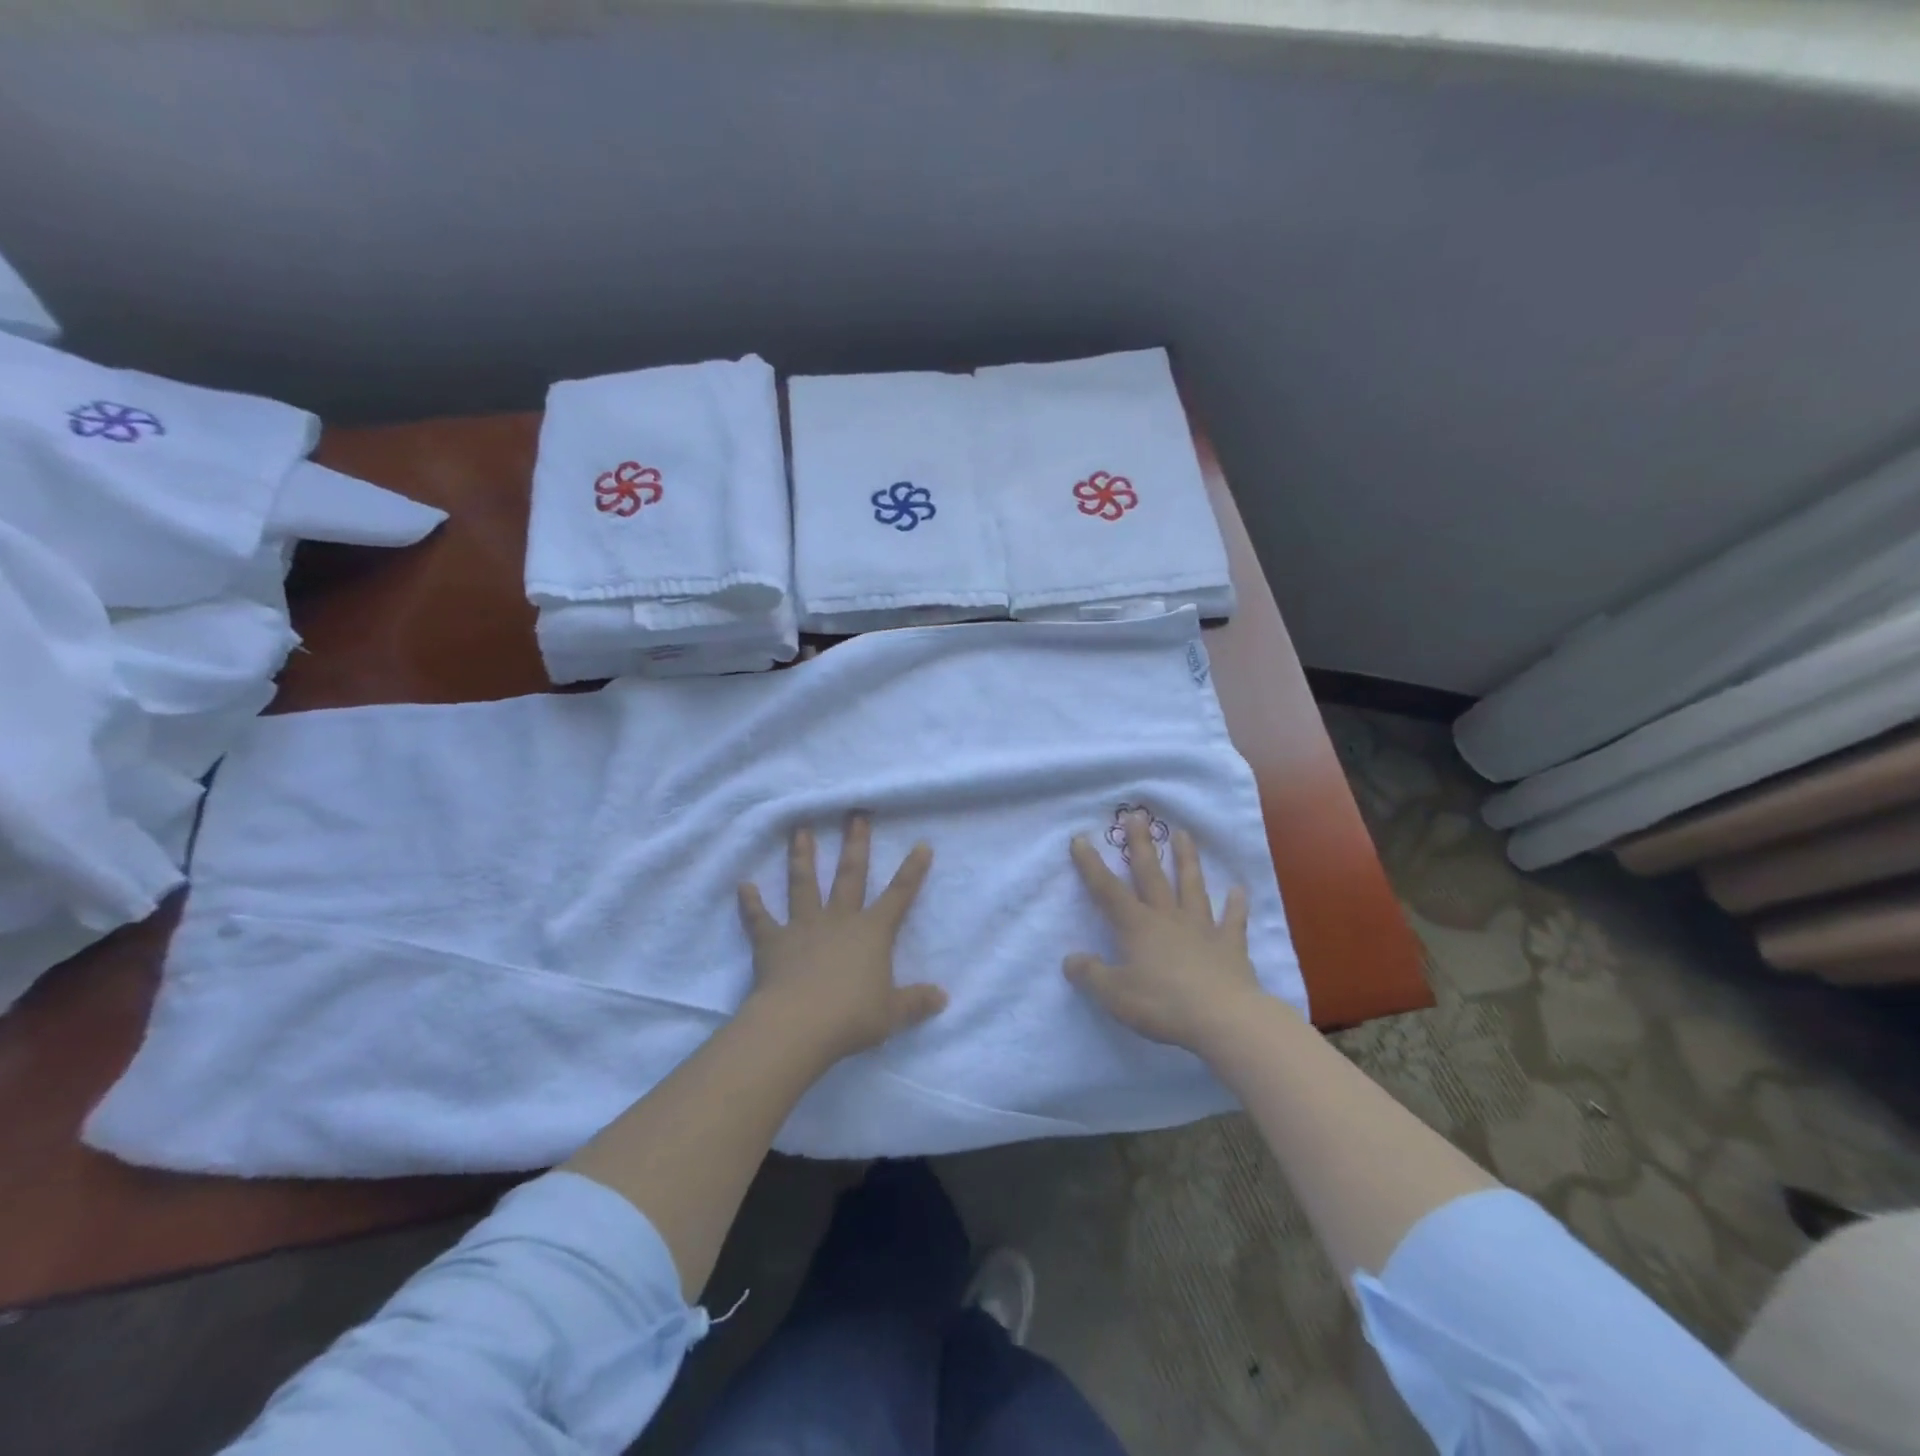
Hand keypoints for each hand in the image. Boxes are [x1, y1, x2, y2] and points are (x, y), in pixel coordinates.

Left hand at [737, 814, 946, 1063]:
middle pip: (850, 875)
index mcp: (872, 933)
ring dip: (802, 856)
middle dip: (855, 843)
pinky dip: (750, 903)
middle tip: (855, 814)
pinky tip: (743, 885)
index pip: (899, 895)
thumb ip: (916, 1002)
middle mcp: (839, 920)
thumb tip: (943, 997)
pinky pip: (760, 919)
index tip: (921, 844)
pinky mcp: (772, 942)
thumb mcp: (892, 1014)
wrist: (798, 1025)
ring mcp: (803, 927)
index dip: (912, 871)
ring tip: (800, 829)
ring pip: (804, 883)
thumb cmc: (851, 1017)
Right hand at [1065, 811, 1264, 1050]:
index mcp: (1137, 926)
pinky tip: (1239, 890)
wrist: (1224, 1019)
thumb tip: (1071, 959)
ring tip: (1183, 834)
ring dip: (1187, 860)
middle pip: (1151, 875)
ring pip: (1192, 886)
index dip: (1091, 865)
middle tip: (1136, 816)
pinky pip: (1233, 920)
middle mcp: (1168, 917)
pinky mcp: (1230, 946)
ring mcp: (1202, 928)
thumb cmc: (1163, 1004)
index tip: (1080, 838)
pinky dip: (1236, 905)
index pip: (1107, 890)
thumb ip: (1091, 975)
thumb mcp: (1114, 994)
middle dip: (1140, 845)